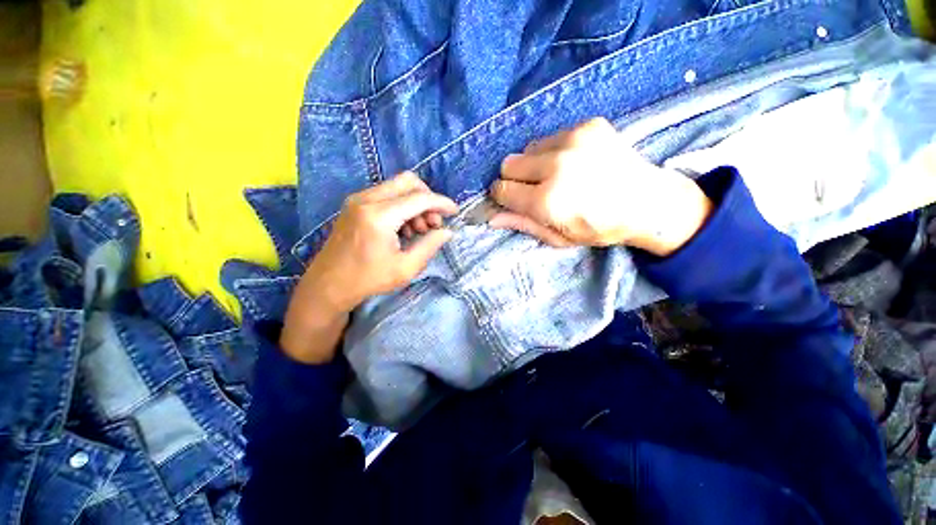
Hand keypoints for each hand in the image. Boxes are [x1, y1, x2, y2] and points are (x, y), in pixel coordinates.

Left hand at [281, 172, 457, 362]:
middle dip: (428, 199)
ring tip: (419, 230)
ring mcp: (358, 199)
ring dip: (415, 203)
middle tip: (433, 223)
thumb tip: (447, 231)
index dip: (441, 203)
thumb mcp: (406, 268)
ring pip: (397, 186)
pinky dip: (402, 205)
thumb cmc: (368, 280)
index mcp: (379, 216)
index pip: (419, 198)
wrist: (328, 284)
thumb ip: (430, 246)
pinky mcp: (355, 204)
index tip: (455, 212)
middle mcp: (366, 199)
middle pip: (408, 181)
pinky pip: (386, 194)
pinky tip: (404, 228)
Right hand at [490, 118, 711, 255]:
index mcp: (548, 200)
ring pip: (528, 148)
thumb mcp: (559, 238)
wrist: (649, 202)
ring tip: (557, 175)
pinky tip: (574, 162)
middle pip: (509, 163)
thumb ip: (523, 224)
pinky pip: (551, 137)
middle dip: (514, 178)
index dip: (502, 196)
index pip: (501, 189)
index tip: (512, 200)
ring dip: (534, 163)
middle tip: (534, 189)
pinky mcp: (589, 125)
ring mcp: (574, 140)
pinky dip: (554, 151)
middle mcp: (557, 166)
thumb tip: (491, 217)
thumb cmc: (600, 228)